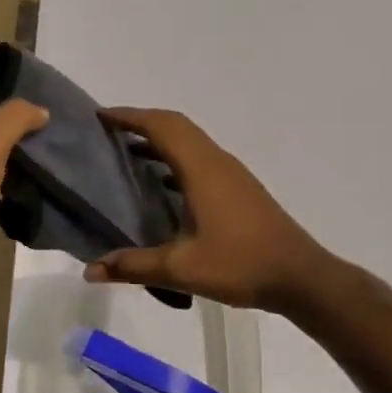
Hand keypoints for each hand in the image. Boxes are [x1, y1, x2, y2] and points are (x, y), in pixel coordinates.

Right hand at [85, 108, 327, 313]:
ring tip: (128, 151)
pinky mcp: (240, 188)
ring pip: (191, 141)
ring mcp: (232, 174)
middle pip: (176, 126)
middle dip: (142, 122)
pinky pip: (201, 158)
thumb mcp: (181, 269)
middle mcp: (217, 162)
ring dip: (160, 139)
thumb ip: (133, 266)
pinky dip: (176, 158)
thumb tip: (91, 270)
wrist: (300, 277)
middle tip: (109, 131)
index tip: (100, 115)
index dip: (130, 117)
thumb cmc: (240, 265)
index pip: (161, 127)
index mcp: (201, 169)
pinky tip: (162, 184)